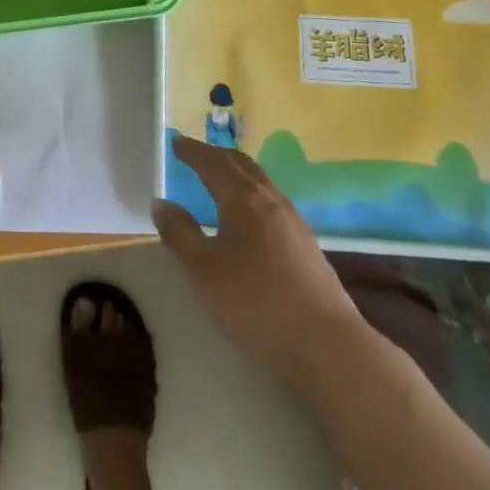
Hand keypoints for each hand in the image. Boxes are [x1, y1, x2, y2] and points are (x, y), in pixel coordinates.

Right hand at [152, 136, 363, 384]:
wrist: (328, 347)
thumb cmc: (256, 302)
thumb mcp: (204, 270)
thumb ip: (180, 234)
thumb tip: (161, 203)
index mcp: (243, 199)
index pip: (213, 163)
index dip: (193, 152)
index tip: (176, 143)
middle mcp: (271, 201)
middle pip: (242, 166)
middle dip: (217, 156)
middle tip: (197, 154)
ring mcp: (295, 223)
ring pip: (262, 183)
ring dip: (238, 174)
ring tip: (221, 181)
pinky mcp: (308, 247)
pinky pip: (273, 204)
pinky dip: (253, 196)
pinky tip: (251, 218)